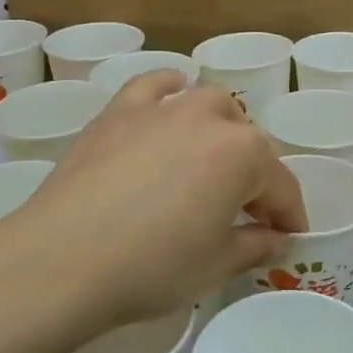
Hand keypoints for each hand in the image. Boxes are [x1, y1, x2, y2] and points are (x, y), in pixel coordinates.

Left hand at [0, 70, 306, 327]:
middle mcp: (209, 118)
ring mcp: (162, 108)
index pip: (281, 186)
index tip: (289, 238)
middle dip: (255, 176)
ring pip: (208, 105)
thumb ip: (256, 246)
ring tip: (212, 160)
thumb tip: (278, 240)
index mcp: (244, 154)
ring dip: (221, 130)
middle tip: (245, 213)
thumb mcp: (216, 265)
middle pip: (248, 142)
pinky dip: (169, 89)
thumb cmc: (152, 266)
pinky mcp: (119, 111)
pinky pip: (155, 86)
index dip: (289, 216)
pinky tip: (170, 98)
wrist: (63, 259)